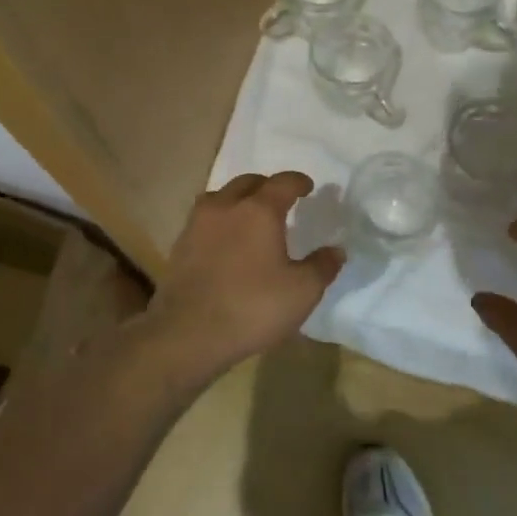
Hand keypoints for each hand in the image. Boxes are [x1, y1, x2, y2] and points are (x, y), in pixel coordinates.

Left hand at [137, 172, 342, 384]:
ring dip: (238, 200)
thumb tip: (336, 250)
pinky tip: (226, 241)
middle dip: (266, 186)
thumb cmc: (252, 307)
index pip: (283, 182)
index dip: (298, 182)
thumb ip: (322, 267)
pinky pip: (204, 220)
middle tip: (280, 201)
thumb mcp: (302, 292)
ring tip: (250, 217)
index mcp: (259, 211)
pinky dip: (220, 221)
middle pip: (248, 183)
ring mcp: (198, 224)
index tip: (307, 187)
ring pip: (220, 197)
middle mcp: (226, 207)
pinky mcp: (180, 245)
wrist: (188, 333)